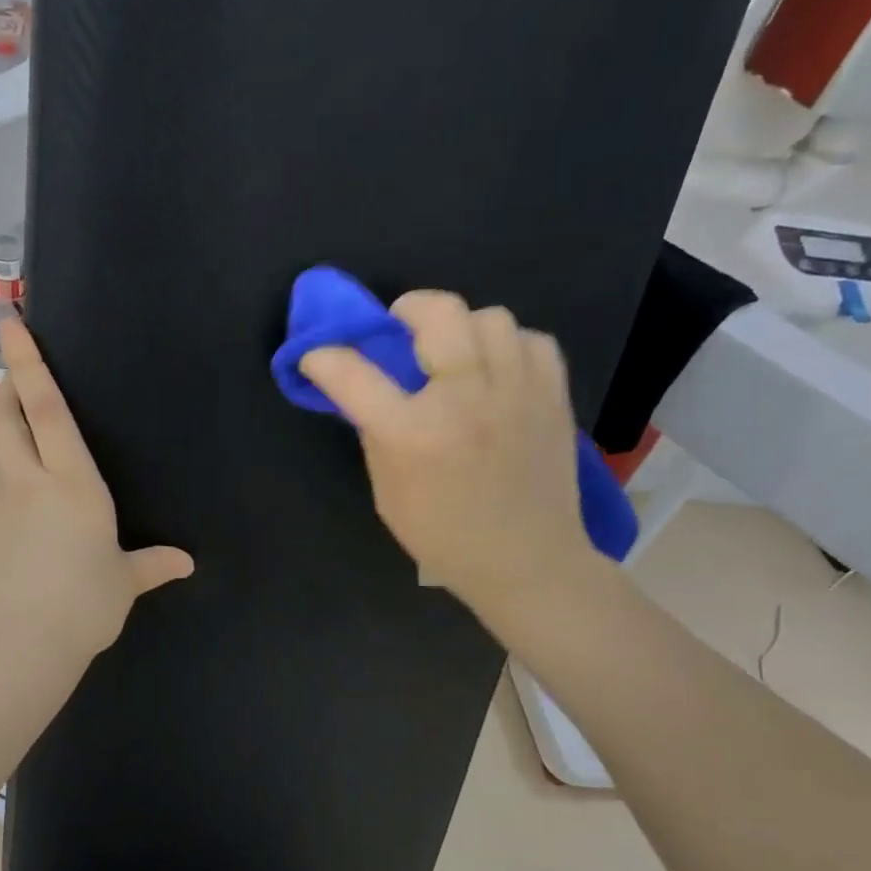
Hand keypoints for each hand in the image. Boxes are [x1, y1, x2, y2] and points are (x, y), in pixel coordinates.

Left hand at [0, 318, 193, 688]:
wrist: (17, 647)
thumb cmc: (83, 604)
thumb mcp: (123, 582)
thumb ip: (152, 564)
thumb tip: (185, 563)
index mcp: (72, 482)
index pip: (46, 410)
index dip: (29, 365)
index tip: (10, 326)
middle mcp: (28, 482)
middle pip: (3, 419)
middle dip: (5, 388)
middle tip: (12, 376)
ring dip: (4, 438)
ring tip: (22, 445)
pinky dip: (4, 486)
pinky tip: (20, 513)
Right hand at [301, 290, 594, 616]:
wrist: (526, 561)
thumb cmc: (443, 535)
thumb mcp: (387, 493)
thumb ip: (376, 434)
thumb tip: (365, 392)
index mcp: (413, 434)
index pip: (353, 373)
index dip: (324, 357)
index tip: (318, 357)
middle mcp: (464, 400)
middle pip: (437, 313)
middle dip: (406, 309)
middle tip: (400, 331)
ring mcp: (516, 393)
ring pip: (490, 317)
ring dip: (462, 329)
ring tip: (456, 355)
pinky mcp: (552, 396)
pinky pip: (532, 340)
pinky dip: (509, 346)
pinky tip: (497, 371)